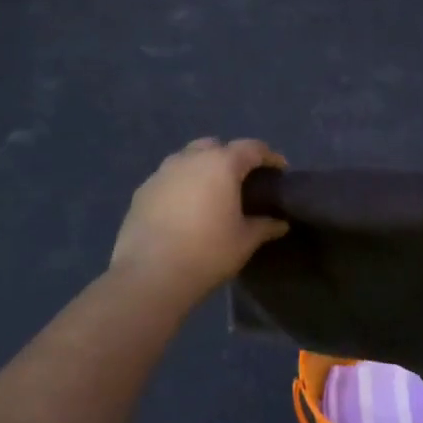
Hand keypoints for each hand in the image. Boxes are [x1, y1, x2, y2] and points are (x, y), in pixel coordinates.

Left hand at [109, 139, 288, 299]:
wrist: (150, 276)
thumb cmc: (207, 253)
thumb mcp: (244, 241)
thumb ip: (264, 226)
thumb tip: (280, 223)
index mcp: (221, 164)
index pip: (252, 148)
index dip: (269, 157)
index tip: (280, 171)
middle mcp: (190, 159)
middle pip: (216, 146)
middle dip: (231, 157)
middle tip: (241, 182)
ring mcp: (162, 173)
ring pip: (188, 159)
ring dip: (203, 169)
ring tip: (211, 194)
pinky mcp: (142, 191)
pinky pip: (169, 179)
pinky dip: (181, 186)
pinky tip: (184, 209)